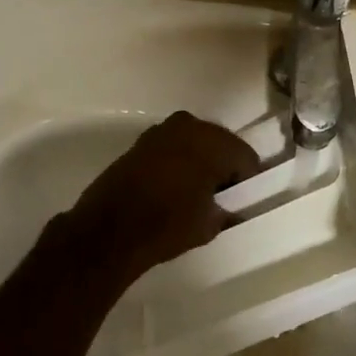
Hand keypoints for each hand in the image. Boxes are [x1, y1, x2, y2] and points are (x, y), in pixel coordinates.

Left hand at [69, 111, 260, 273]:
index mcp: (214, 142)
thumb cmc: (167, 225)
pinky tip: (171, 186)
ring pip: (194, 142)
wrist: (108, 229)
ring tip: (194, 191)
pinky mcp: (141, 142)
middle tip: (219, 196)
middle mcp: (190, 126)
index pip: (245, 158)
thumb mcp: (209, 225)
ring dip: (198, 161)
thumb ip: (226, 210)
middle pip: (220, 144)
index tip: (240, 200)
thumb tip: (228, 207)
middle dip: (223, 166)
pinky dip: (177, 161)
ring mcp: (162, 130)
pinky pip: (172, 147)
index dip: (246, 181)